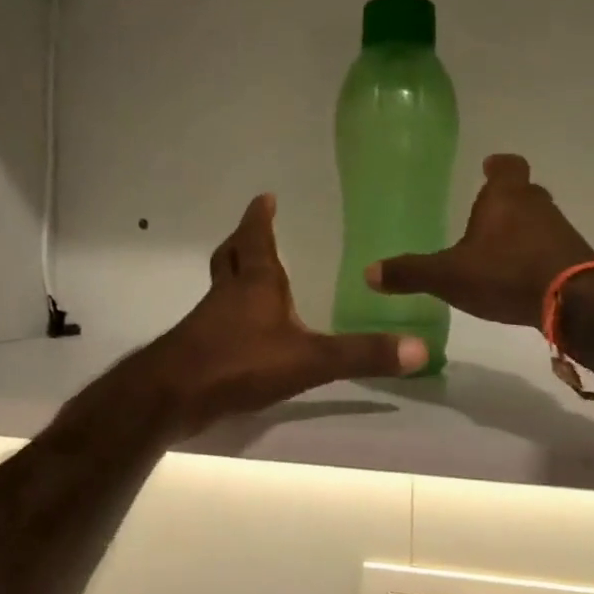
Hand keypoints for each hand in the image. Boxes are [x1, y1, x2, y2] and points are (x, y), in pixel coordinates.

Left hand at [141, 194, 427, 436]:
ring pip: (222, 287)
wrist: (173, 396)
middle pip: (231, 256)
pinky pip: (217, 319)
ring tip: (255, 280)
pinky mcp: (200, 348)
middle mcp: (229, 294)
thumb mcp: (309, 359)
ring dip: (236, 276)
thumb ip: (361, 354)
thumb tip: (420, 348)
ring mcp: (210, 321)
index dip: (260, 217)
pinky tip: (248, 333)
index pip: (256, 237)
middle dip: (244, 241)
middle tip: (255, 231)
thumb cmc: (240, 363)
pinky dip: (232, 314)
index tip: (265, 197)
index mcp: (255, 282)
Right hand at [366, 154, 593, 329]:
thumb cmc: (505, 274)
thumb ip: (410, 273)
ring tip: (498, 250)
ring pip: (537, 220)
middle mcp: (536, 205)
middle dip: (505, 201)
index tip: (488, 167)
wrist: (573, 301)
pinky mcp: (573, 257)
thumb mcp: (448, 276)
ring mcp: (560, 231)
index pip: (506, 166)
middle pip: (523, 192)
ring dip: (520, 230)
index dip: (497, 166)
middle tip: (485, 214)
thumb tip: (369, 273)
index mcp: (505, 197)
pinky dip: (534, 255)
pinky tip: (519, 276)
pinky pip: (549, 248)